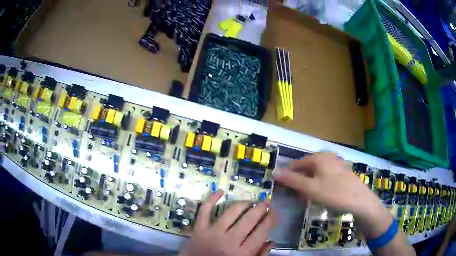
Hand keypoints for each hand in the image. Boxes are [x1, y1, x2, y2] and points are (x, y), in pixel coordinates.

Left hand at [178, 190, 274, 255]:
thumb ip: (260, 255)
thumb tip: (272, 241)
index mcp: (242, 253)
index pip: (261, 232)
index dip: (270, 219)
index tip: (274, 212)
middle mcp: (229, 241)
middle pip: (249, 219)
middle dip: (260, 208)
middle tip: (266, 202)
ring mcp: (212, 233)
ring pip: (231, 212)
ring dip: (243, 203)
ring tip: (250, 202)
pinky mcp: (198, 229)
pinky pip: (205, 211)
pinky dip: (211, 199)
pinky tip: (220, 191)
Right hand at [272, 152, 391, 237]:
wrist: (360, 200)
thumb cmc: (334, 193)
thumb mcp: (310, 188)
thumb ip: (291, 180)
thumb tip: (274, 172)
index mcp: (319, 158)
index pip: (296, 163)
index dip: (287, 174)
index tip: (282, 186)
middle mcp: (328, 157)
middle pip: (307, 167)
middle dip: (299, 180)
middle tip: (296, 194)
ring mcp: (337, 163)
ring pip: (317, 172)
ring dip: (309, 183)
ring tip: (308, 196)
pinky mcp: (343, 172)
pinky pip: (326, 176)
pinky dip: (320, 183)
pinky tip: (322, 193)